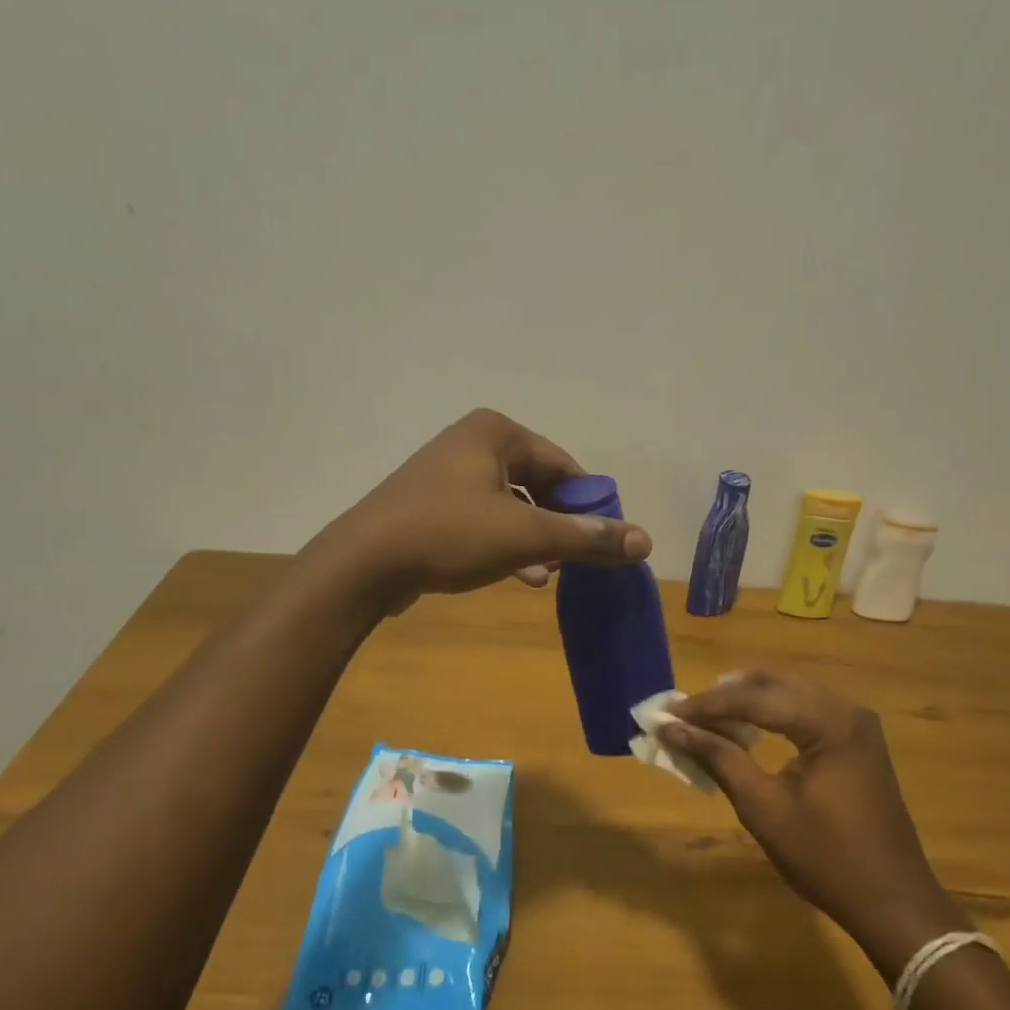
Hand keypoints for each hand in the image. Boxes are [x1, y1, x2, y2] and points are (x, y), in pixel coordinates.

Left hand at [319, 408, 651, 600]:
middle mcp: (470, 443)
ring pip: (509, 506)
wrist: (363, 564)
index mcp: (496, 432)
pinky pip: (481, 520)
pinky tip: (516, 576)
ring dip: (532, 540)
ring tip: (546, 575)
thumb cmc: (450, 534)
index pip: (564, 465)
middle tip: (572, 561)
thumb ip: (587, 537)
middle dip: (557, 525)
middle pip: (537, 484)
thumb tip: (646, 541)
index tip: (601, 540)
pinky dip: (502, 544)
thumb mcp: (527, 536)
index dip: (588, 504)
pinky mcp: (428, 505)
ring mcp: (445, 474)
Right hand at [660, 671, 969, 983]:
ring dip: (746, 702)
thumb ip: (719, 758)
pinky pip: (803, 710)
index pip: (755, 697)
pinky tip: (744, 731)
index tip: (666, 713)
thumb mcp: (763, 808)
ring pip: (788, 693)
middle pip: (773, 684)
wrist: (893, 902)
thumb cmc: (826, 858)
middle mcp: (846, 709)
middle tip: (684, 713)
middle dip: (724, 696)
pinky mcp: (855, 740)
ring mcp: (855, 723)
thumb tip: (673, 729)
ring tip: (706, 720)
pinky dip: (769, 715)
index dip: (706, 704)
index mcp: (829, 722)